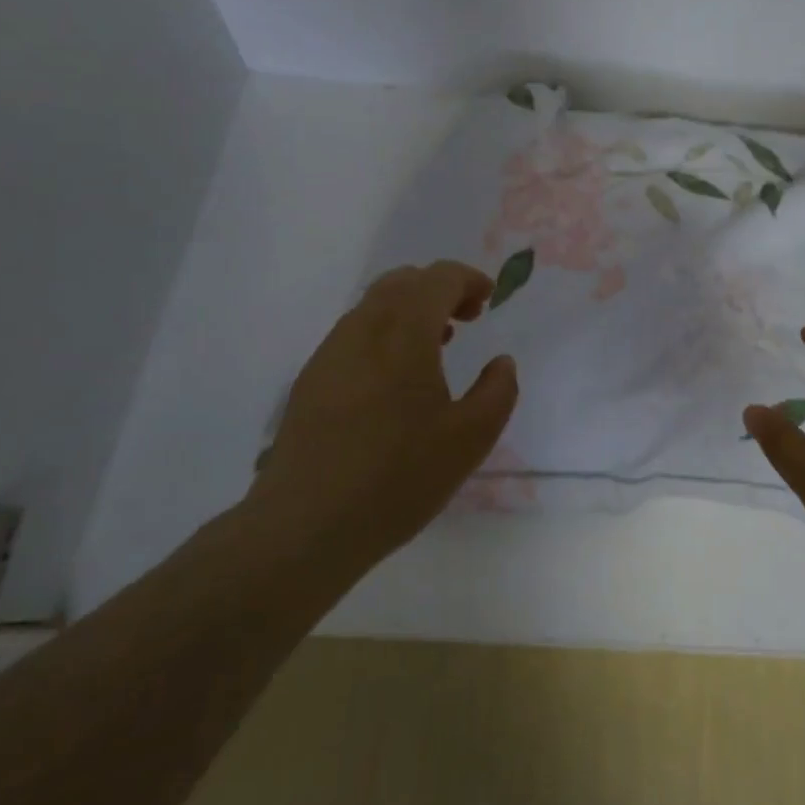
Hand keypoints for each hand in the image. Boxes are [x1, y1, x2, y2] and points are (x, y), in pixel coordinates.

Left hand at [247, 261, 518, 572]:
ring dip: (411, 311)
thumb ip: (498, 392)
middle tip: (466, 318)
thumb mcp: (470, 439)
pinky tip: (395, 379)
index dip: (468, 280)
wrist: (304, 526)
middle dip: (439, 288)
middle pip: (403, 281)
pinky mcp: (311, 379)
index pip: (438, 277)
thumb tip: (501, 363)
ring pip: (375, 306)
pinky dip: (385, 333)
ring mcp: (331, 352)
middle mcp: (363, 328)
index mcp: (404, 332)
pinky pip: (355, 333)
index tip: (488, 300)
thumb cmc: (397, 477)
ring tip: (435, 345)